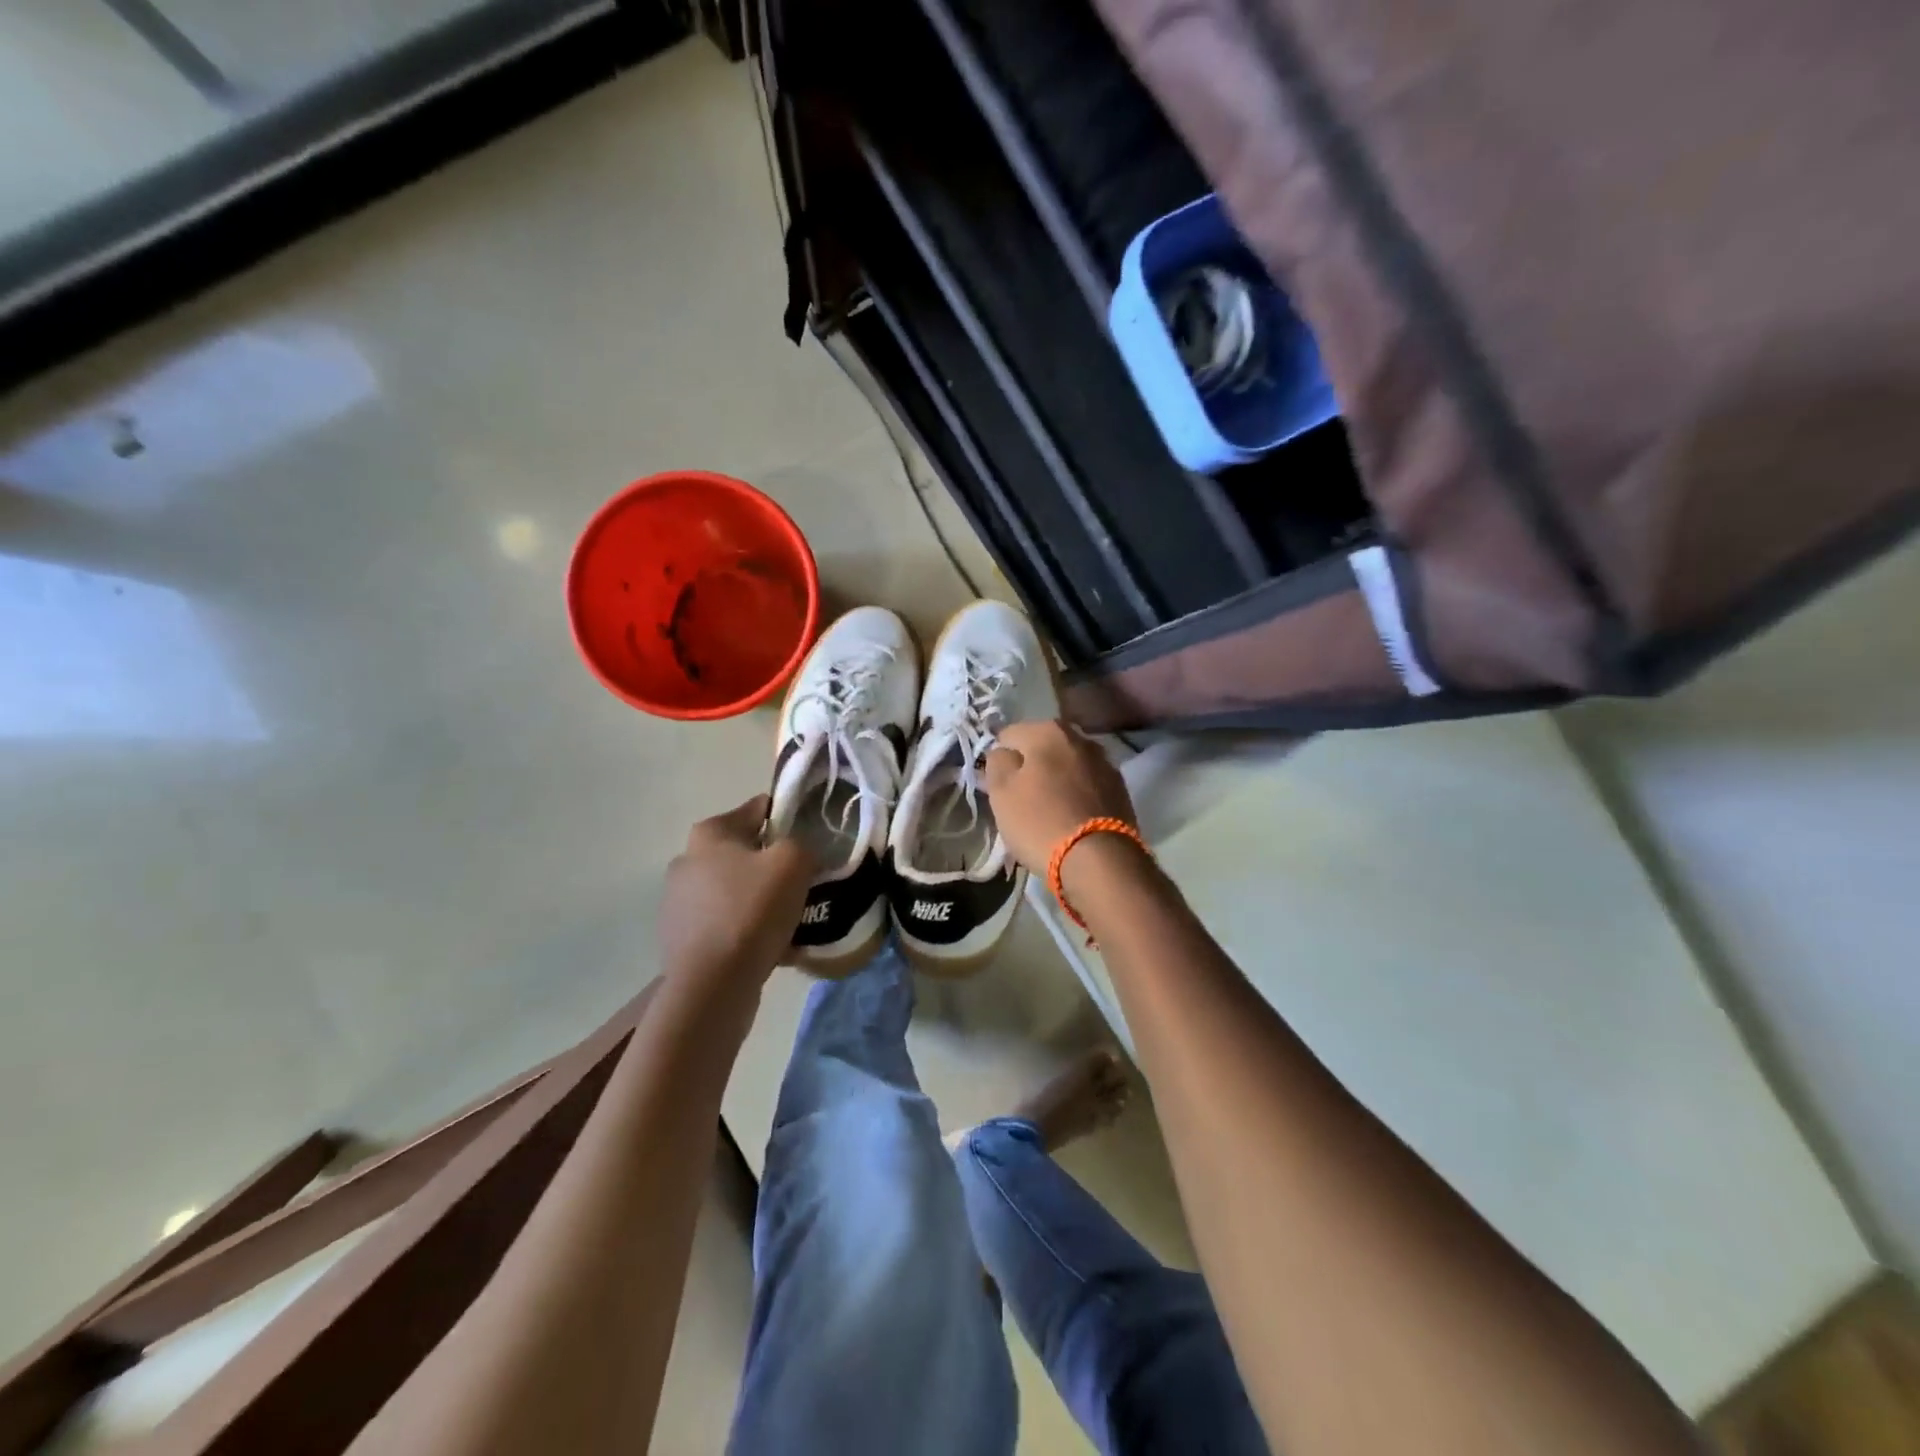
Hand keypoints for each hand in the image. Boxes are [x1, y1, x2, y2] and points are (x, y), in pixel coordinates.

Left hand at [659, 796, 815, 985]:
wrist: (712, 984)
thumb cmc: (752, 911)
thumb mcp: (794, 862)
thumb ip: (803, 844)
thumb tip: (799, 853)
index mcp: (709, 833)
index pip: (757, 810)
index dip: (789, 818)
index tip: (812, 839)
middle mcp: (686, 861)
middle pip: (745, 853)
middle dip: (773, 866)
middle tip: (804, 884)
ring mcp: (679, 903)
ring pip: (736, 892)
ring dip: (762, 902)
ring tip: (791, 923)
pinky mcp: (681, 939)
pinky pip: (727, 925)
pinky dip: (748, 932)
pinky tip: (773, 948)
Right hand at [984, 720, 1138, 873]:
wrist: (1100, 860)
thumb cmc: (1040, 822)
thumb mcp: (1001, 792)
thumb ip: (997, 762)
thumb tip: (1004, 752)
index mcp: (1048, 730)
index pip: (1009, 735)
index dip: (999, 759)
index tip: (998, 785)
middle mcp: (1080, 738)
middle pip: (1042, 747)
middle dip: (1030, 767)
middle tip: (1021, 799)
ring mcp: (1105, 762)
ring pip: (1067, 766)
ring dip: (1056, 779)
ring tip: (1048, 810)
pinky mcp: (1120, 789)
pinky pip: (1087, 785)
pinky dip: (1076, 794)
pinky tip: (1071, 817)